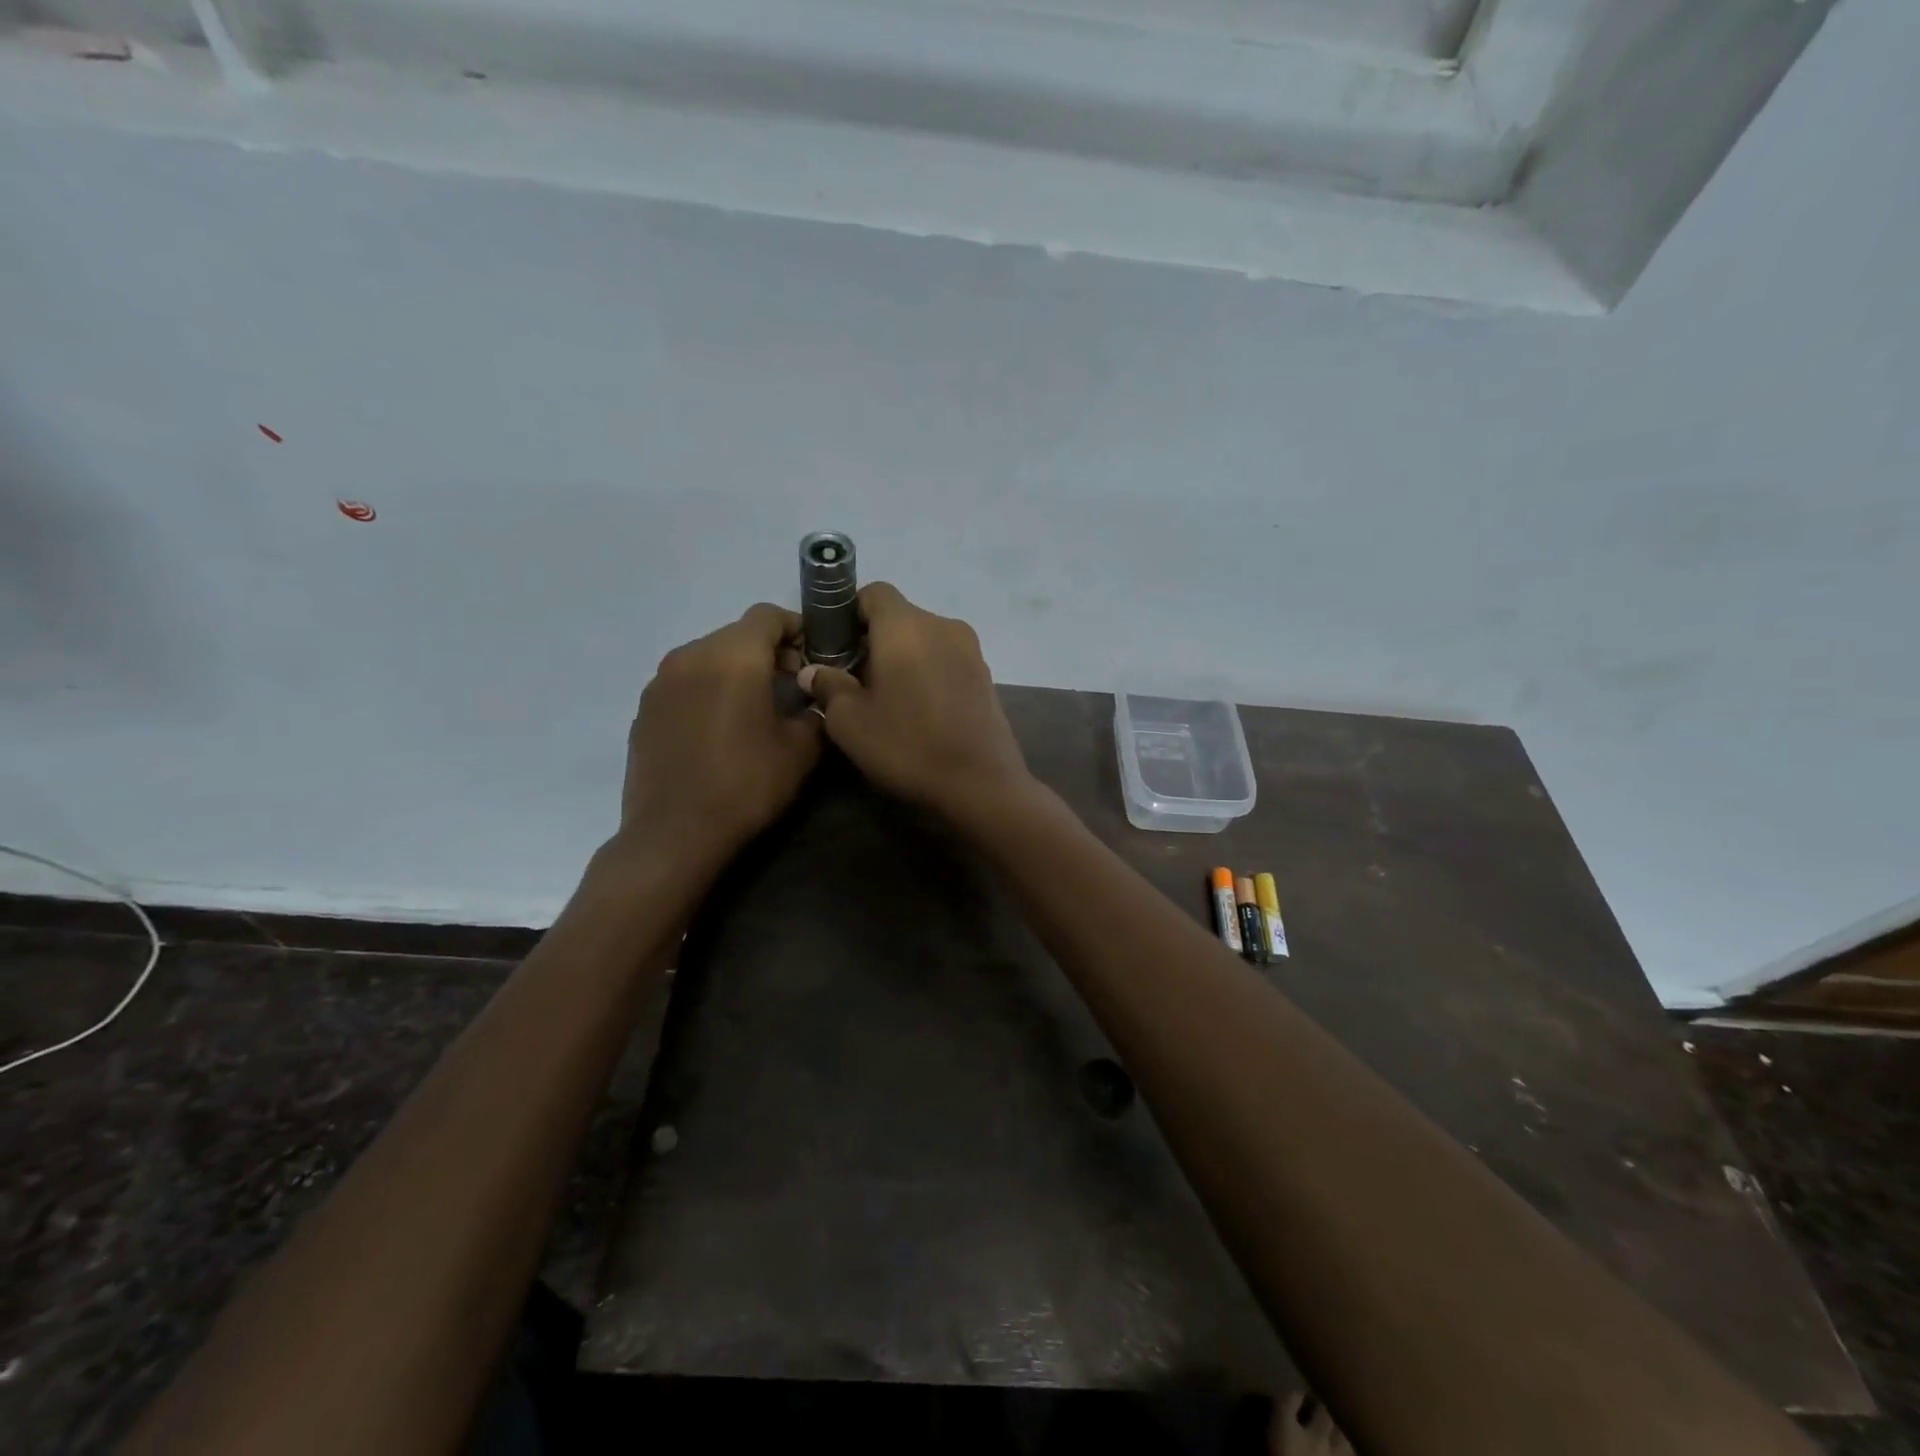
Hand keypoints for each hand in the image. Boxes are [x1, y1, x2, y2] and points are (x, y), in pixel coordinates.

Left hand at [617, 603, 820, 865]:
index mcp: (732, 657)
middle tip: (792, 685)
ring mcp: (660, 681)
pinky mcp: (645, 708)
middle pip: (737, 634)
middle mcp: (690, 655)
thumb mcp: (801, 751)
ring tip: (755, 708)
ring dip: (736, 670)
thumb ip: (815, 711)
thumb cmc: (745, 785)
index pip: (768, 615)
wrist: (674, 834)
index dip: (796, 628)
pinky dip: (708, 690)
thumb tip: (813, 699)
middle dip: (768, 651)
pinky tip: (720, 728)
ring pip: (709, 656)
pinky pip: (685, 682)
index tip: (814, 655)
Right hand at [797, 582, 1032, 821]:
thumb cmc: (907, 746)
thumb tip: (814, 671)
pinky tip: (918, 710)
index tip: (834, 647)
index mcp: (906, 626)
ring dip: (901, 657)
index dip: (848, 612)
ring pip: (923, 639)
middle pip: (899, 616)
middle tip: (853, 680)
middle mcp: (943, 625)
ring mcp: (970, 650)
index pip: (874, 592)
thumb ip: (828, 686)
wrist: (981, 784)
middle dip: (872, 640)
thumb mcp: (850, 722)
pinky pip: (945, 659)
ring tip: (886, 699)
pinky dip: (926, 672)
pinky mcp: (985, 675)